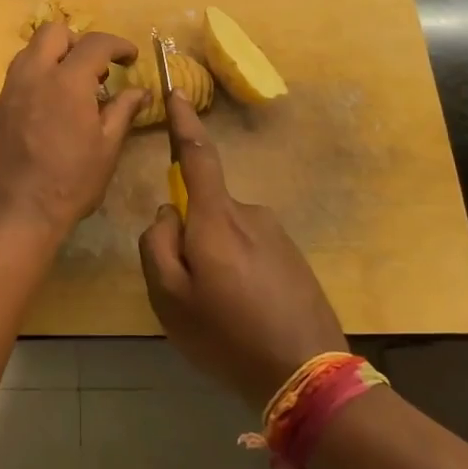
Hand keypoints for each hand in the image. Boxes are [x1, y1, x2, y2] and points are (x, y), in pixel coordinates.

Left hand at [0, 22, 148, 240]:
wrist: (13, 213)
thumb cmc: (69, 182)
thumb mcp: (107, 148)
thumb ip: (123, 111)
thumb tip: (140, 91)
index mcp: (66, 81)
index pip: (95, 43)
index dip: (118, 44)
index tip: (130, 57)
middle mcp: (33, 75)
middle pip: (53, 32)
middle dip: (78, 41)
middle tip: (96, 68)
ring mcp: (9, 90)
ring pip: (30, 51)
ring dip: (54, 56)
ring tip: (73, 86)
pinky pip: (18, 76)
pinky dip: (38, 77)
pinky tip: (49, 107)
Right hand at [138, 92, 346, 409]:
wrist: (310, 376)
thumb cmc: (229, 335)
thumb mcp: (170, 298)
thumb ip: (157, 244)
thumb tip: (168, 212)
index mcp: (217, 217)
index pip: (197, 154)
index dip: (184, 122)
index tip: (177, 92)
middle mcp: (249, 213)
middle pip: (205, 208)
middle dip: (190, 236)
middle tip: (190, 291)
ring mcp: (276, 234)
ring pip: (226, 234)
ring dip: (215, 259)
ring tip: (221, 312)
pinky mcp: (293, 257)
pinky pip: (250, 252)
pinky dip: (238, 272)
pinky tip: (246, 315)